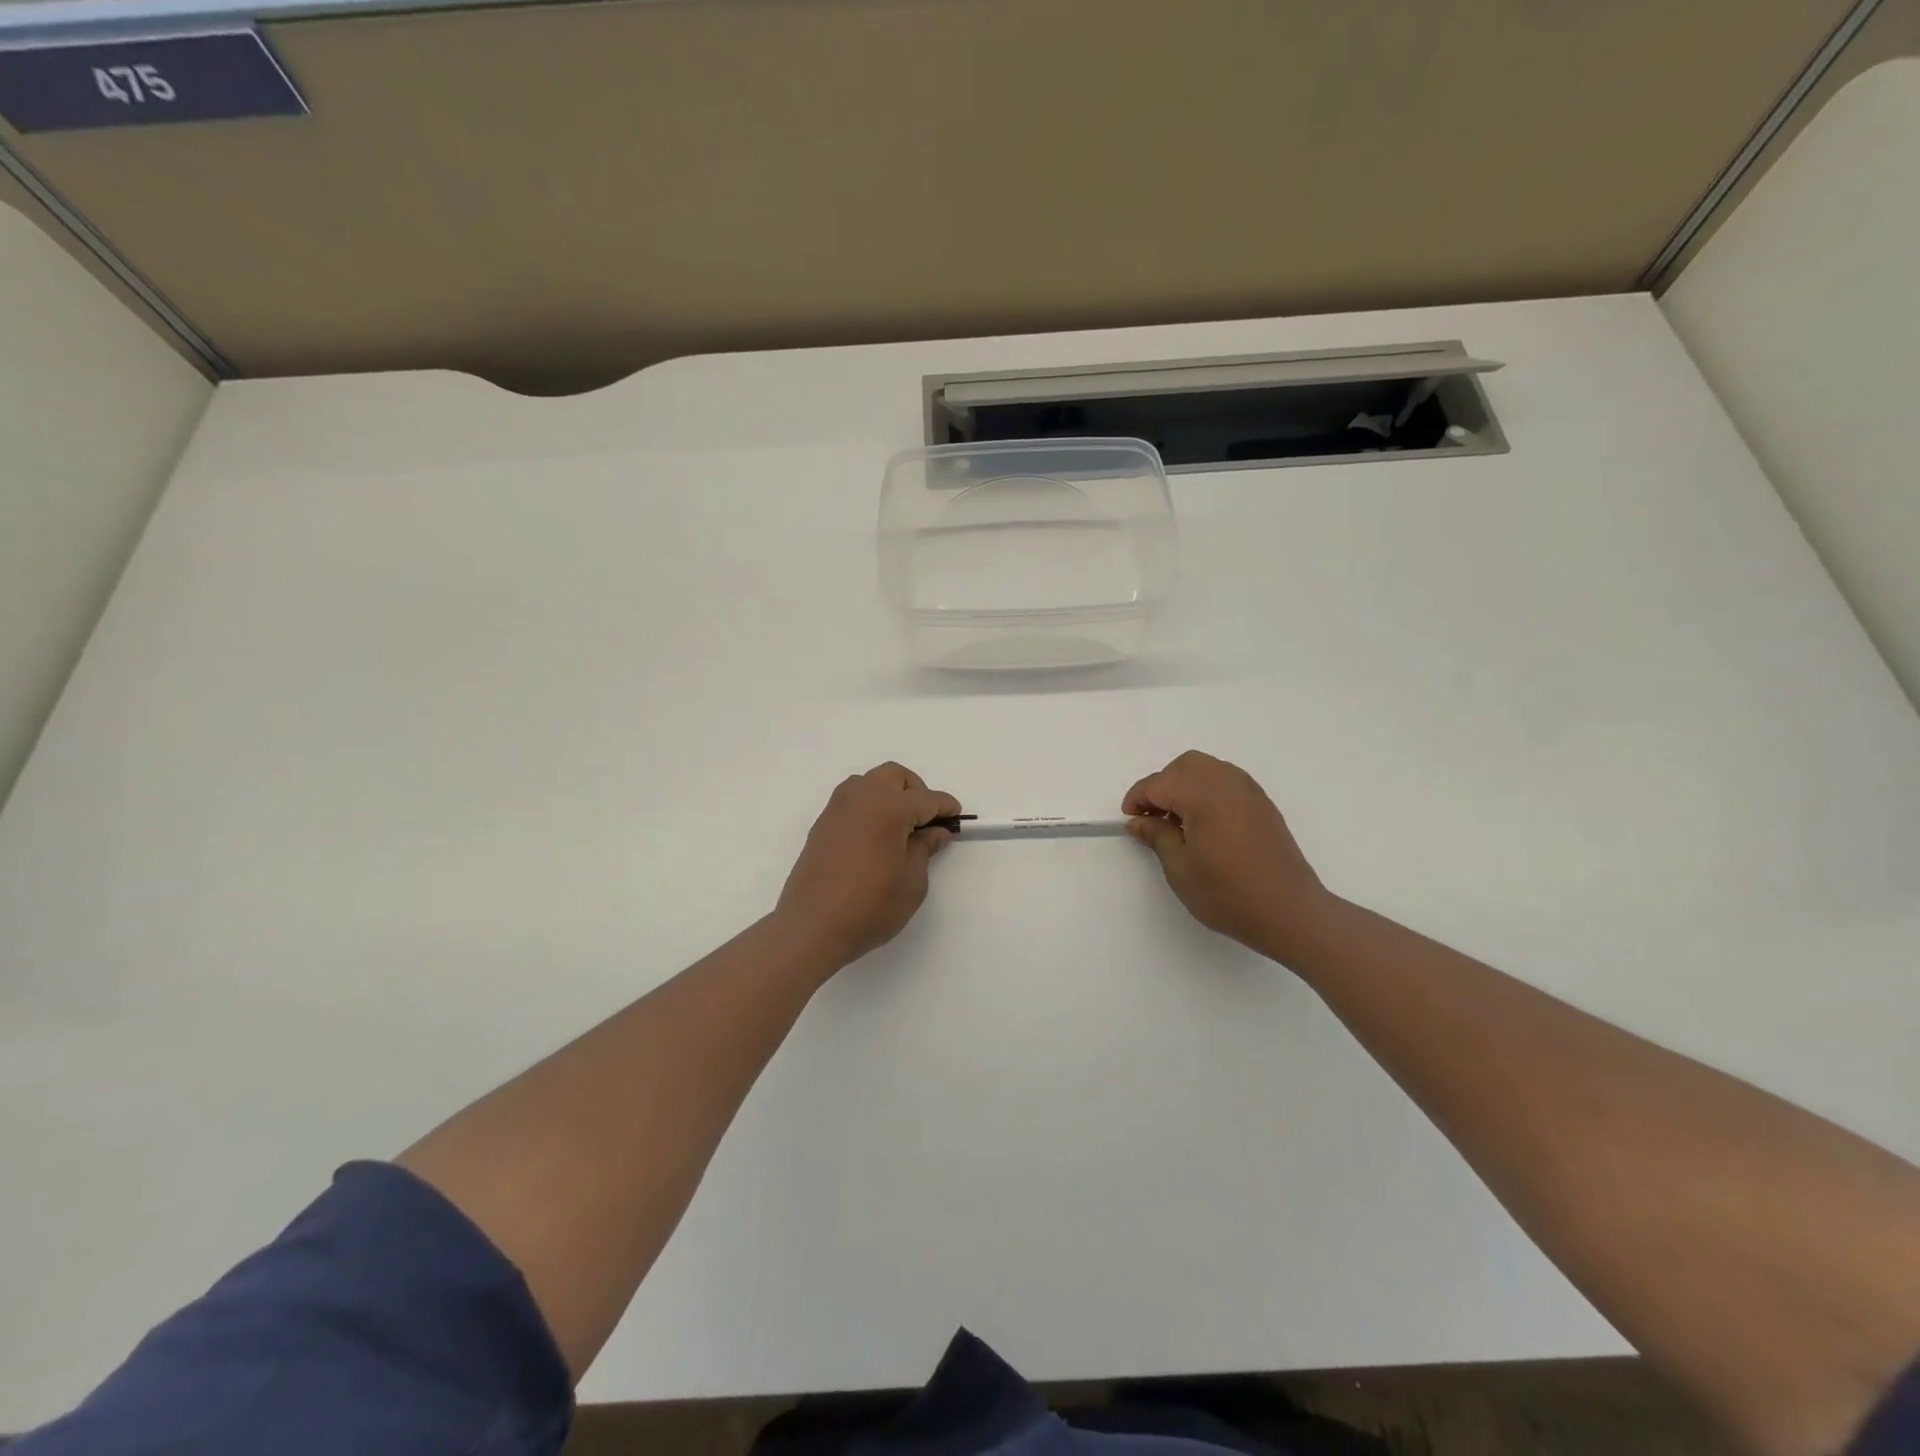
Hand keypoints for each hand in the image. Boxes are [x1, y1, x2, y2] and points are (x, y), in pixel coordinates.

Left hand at [775, 763, 960, 969]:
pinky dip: (870, 808)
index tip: (956, 819)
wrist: (812, 926)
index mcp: (888, 807)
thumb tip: (934, 831)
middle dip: (916, 792)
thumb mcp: (912, 881)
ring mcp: (837, 808)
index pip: (926, 799)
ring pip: (870, 783)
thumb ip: (925, 848)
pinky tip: (877, 837)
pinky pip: (853, 801)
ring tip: (900, 828)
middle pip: (895, 777)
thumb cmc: (870, 905)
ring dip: (890, 795)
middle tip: (926, 822)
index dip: (945, 808)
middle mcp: (861, 797)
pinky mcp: (823, 824)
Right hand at [1123, 750, 1332, 959]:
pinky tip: (1205, 824)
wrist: (1289, 911)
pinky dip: (1208, 791)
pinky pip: (1227, 782)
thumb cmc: (1227, 893)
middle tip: (1153, 817)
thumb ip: (1157, 836)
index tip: (1130, 819)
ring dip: (1186, 785)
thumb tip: (1139, 821)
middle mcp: (1227, 782)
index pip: (1159, 783)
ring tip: (1178, 821)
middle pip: (1185, 766)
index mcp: (1203, 794)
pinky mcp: (1263, 805)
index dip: (1138, 798)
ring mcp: (1249, 791)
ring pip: (1208, 769)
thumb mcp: (1180, 868)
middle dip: (1163, 785)